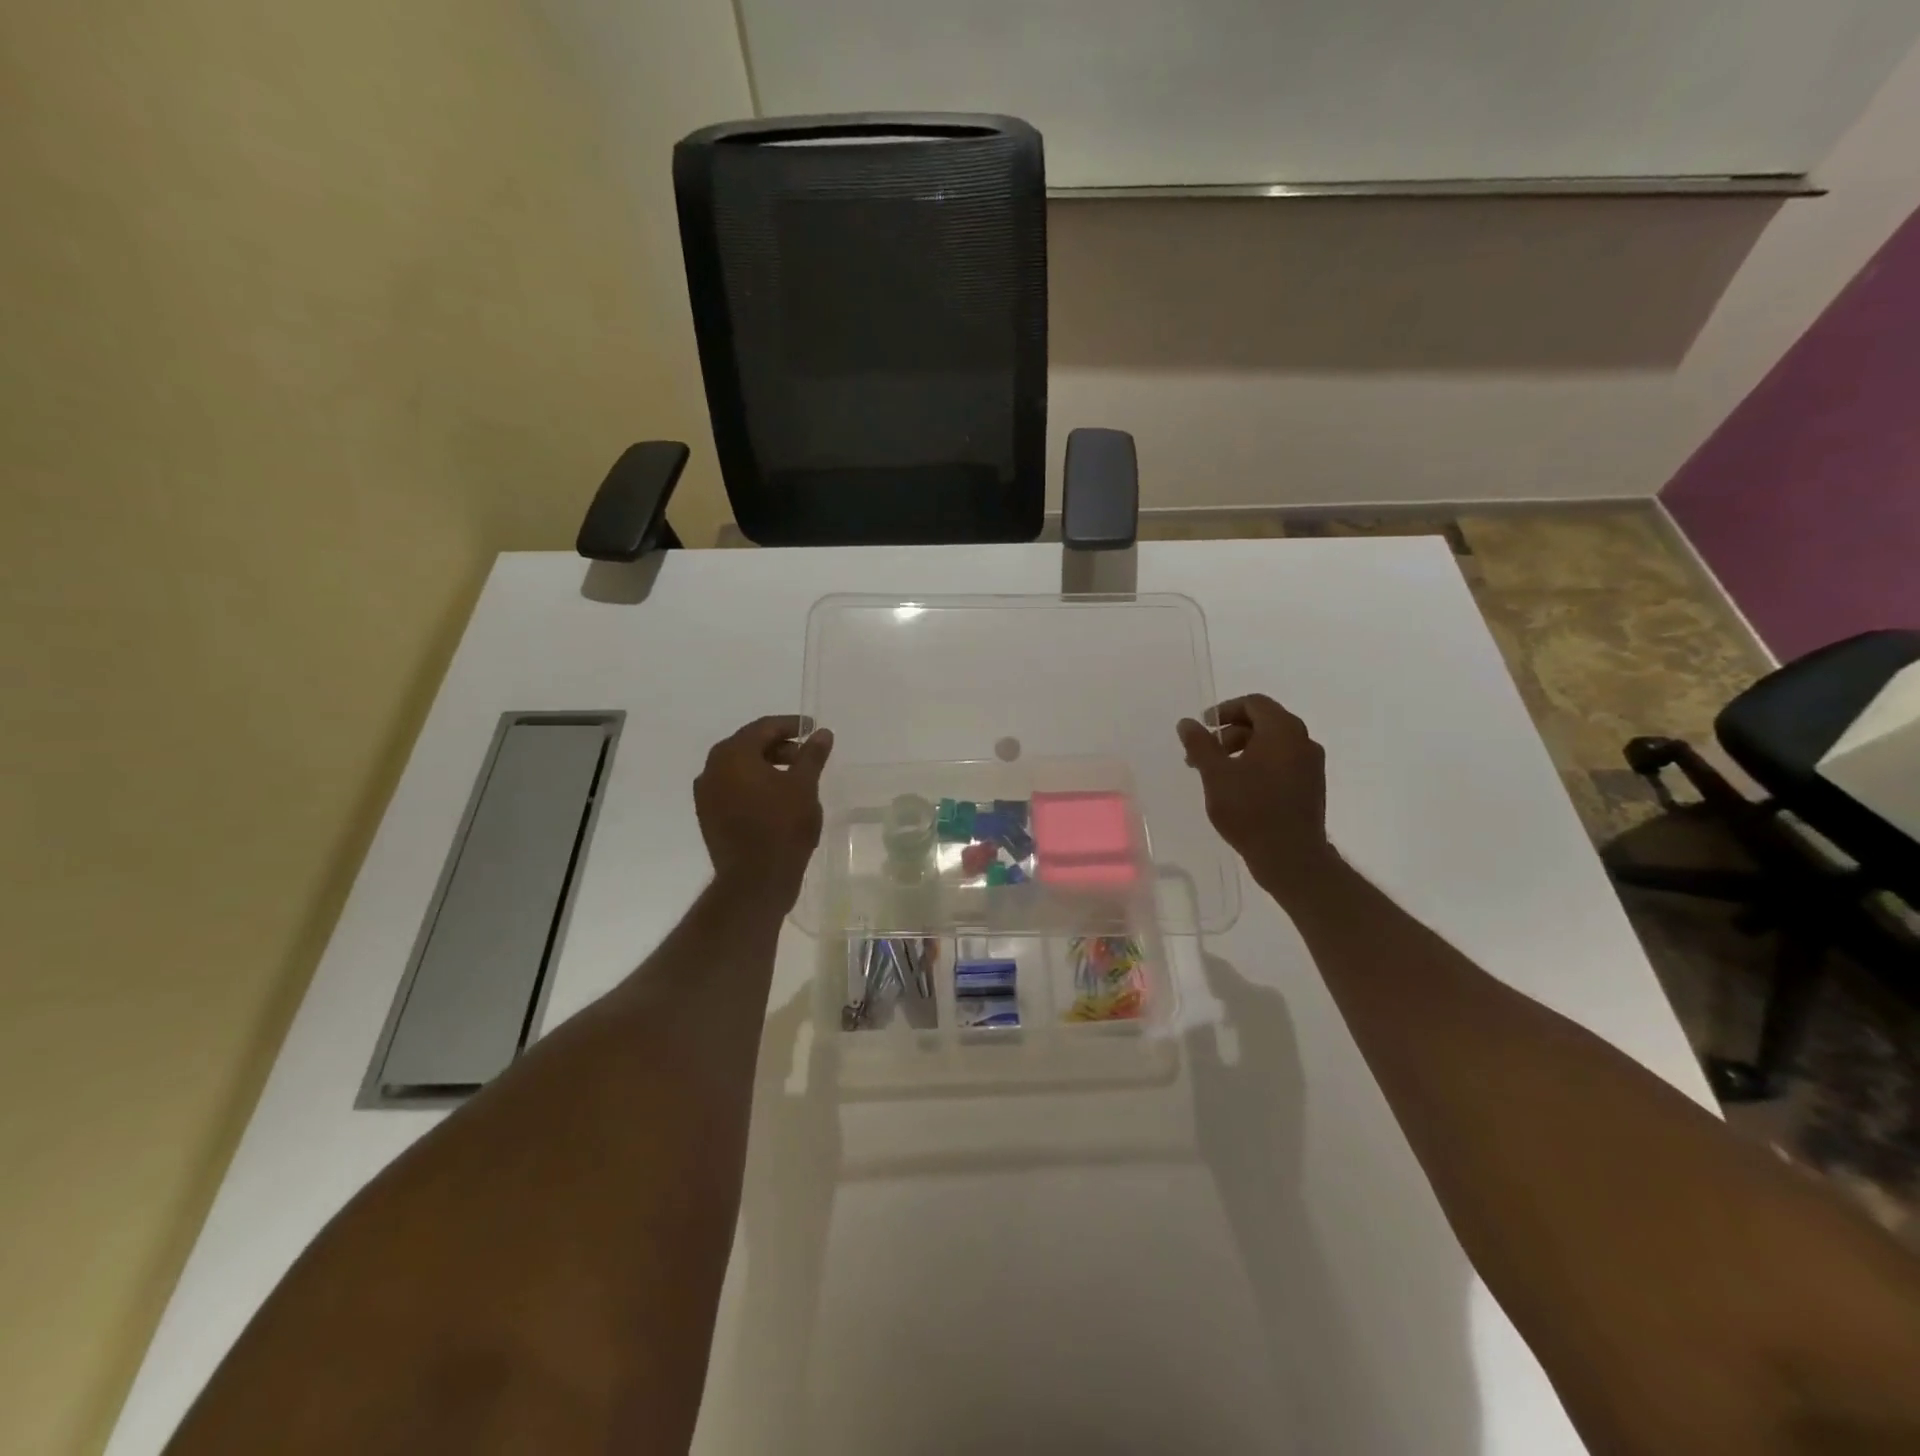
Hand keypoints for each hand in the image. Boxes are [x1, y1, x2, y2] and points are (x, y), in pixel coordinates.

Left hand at [694, 716, 833, 908]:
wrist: (755, 881)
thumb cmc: (782, 827)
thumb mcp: (804, 786)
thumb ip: (812, 755)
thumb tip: (822, 733)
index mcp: (732, 754)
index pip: (763, 728)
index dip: (791, 725)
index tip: (813, 729)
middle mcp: (712, 769)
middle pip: (748, 745)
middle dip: (779, 746)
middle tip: (806, 754)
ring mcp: (706, 795)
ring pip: (739, 768)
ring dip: (766, 766)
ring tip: (795, 778)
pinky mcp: (709, 817)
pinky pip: (733, 789)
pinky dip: (754, 785)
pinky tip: (776, 798)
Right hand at [1177, 694, 1333, 899]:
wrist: (1291, 857)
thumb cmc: (1250, 810)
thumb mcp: (1216, 774)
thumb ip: (1200, 744)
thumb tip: (1187, 723)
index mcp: (1283, 730)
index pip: (1253, 703)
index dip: (1224, 711)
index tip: (1203, 728)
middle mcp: (1303, 741)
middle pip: (1263, 722)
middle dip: (1229, 734)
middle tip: (1203, 755)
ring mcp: (1311, 765)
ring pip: (1272, 744)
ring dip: (1242, 750)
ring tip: (1217, 774)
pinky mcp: (1311, 786)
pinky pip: (1282, 763)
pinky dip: (1258, 765)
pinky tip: (1239, 789)